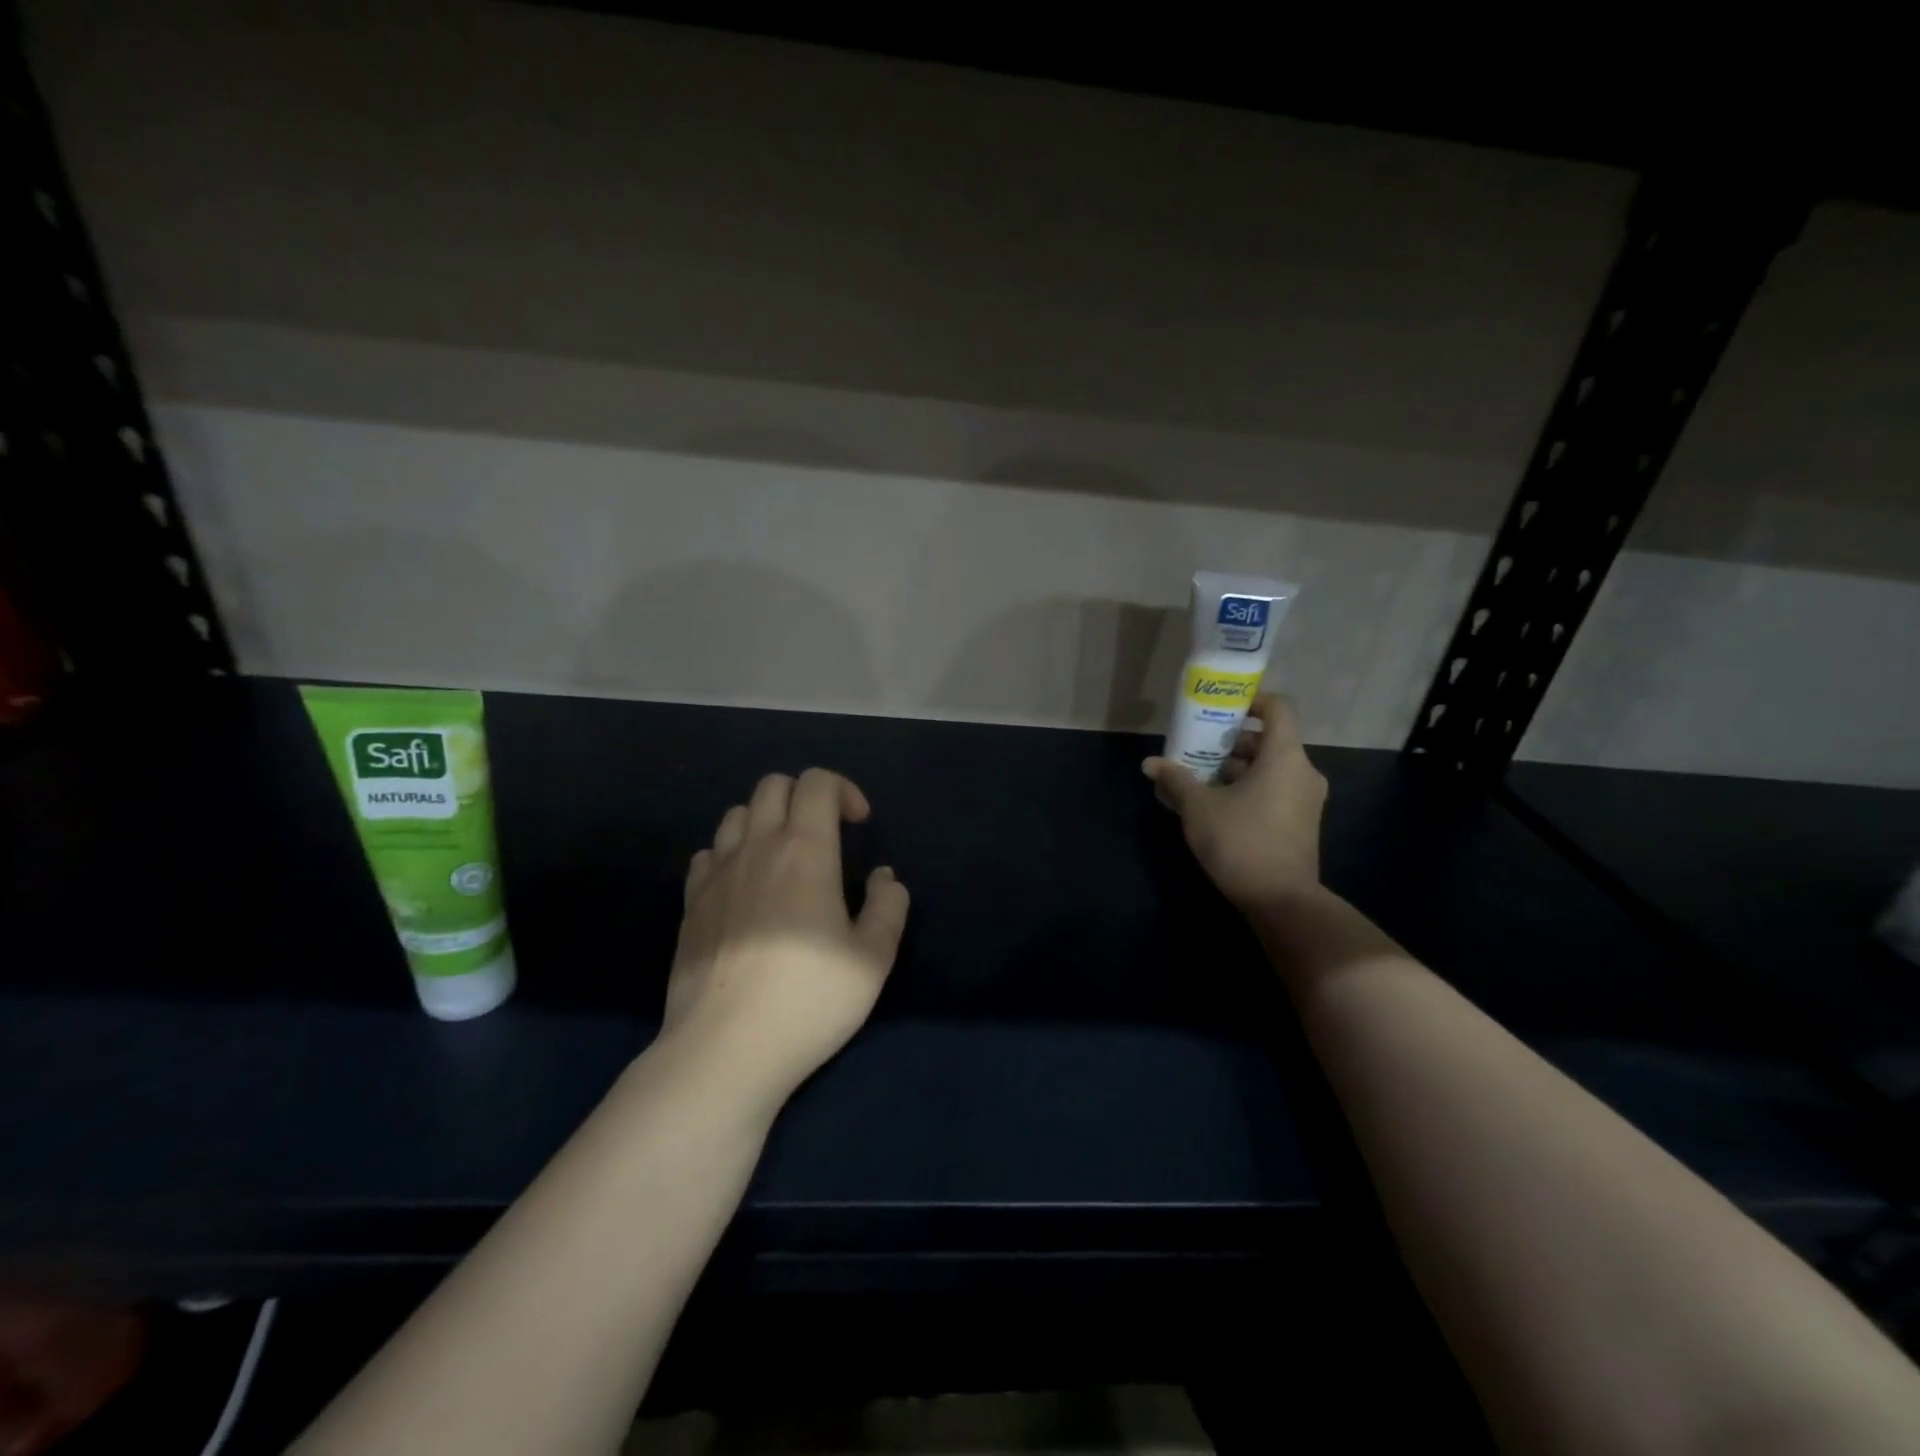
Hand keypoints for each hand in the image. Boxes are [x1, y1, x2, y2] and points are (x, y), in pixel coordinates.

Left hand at [661, 768, 909, 1113]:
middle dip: (805, 795)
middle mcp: (756, 848)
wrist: (724, 1049)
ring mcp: (716, 874)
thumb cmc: (808, 1000)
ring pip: (737, 814)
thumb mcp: (873, 959)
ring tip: (784, 858)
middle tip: (825, 834)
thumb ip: (889, 907)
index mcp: (804, 850)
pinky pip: (709, 854)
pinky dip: (731, 854)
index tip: (859, 824)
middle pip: (773, 785)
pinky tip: (744, 888)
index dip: (843, 790)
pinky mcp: (690, 904)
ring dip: (766, 820)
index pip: (816, 782)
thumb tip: (884, 878)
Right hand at [1142, 695, 1327, 911]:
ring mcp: (1305, 799)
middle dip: (1232, 740)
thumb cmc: (1240, 841)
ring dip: (1237, 767)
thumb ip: (1176, 779)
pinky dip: (1249, 787)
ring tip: (1200, 776)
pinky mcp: (1301, 823)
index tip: (1222, 707)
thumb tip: (1150, 764)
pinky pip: (1275, 790)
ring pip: (1271, 768)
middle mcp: (1303, 771)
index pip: (1278, 709)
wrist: (1281, 900)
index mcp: (1284, 757)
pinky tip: (1216, 803)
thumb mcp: (1198, 808)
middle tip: (1198, 745)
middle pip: (1270, 740)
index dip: (1252, 700)